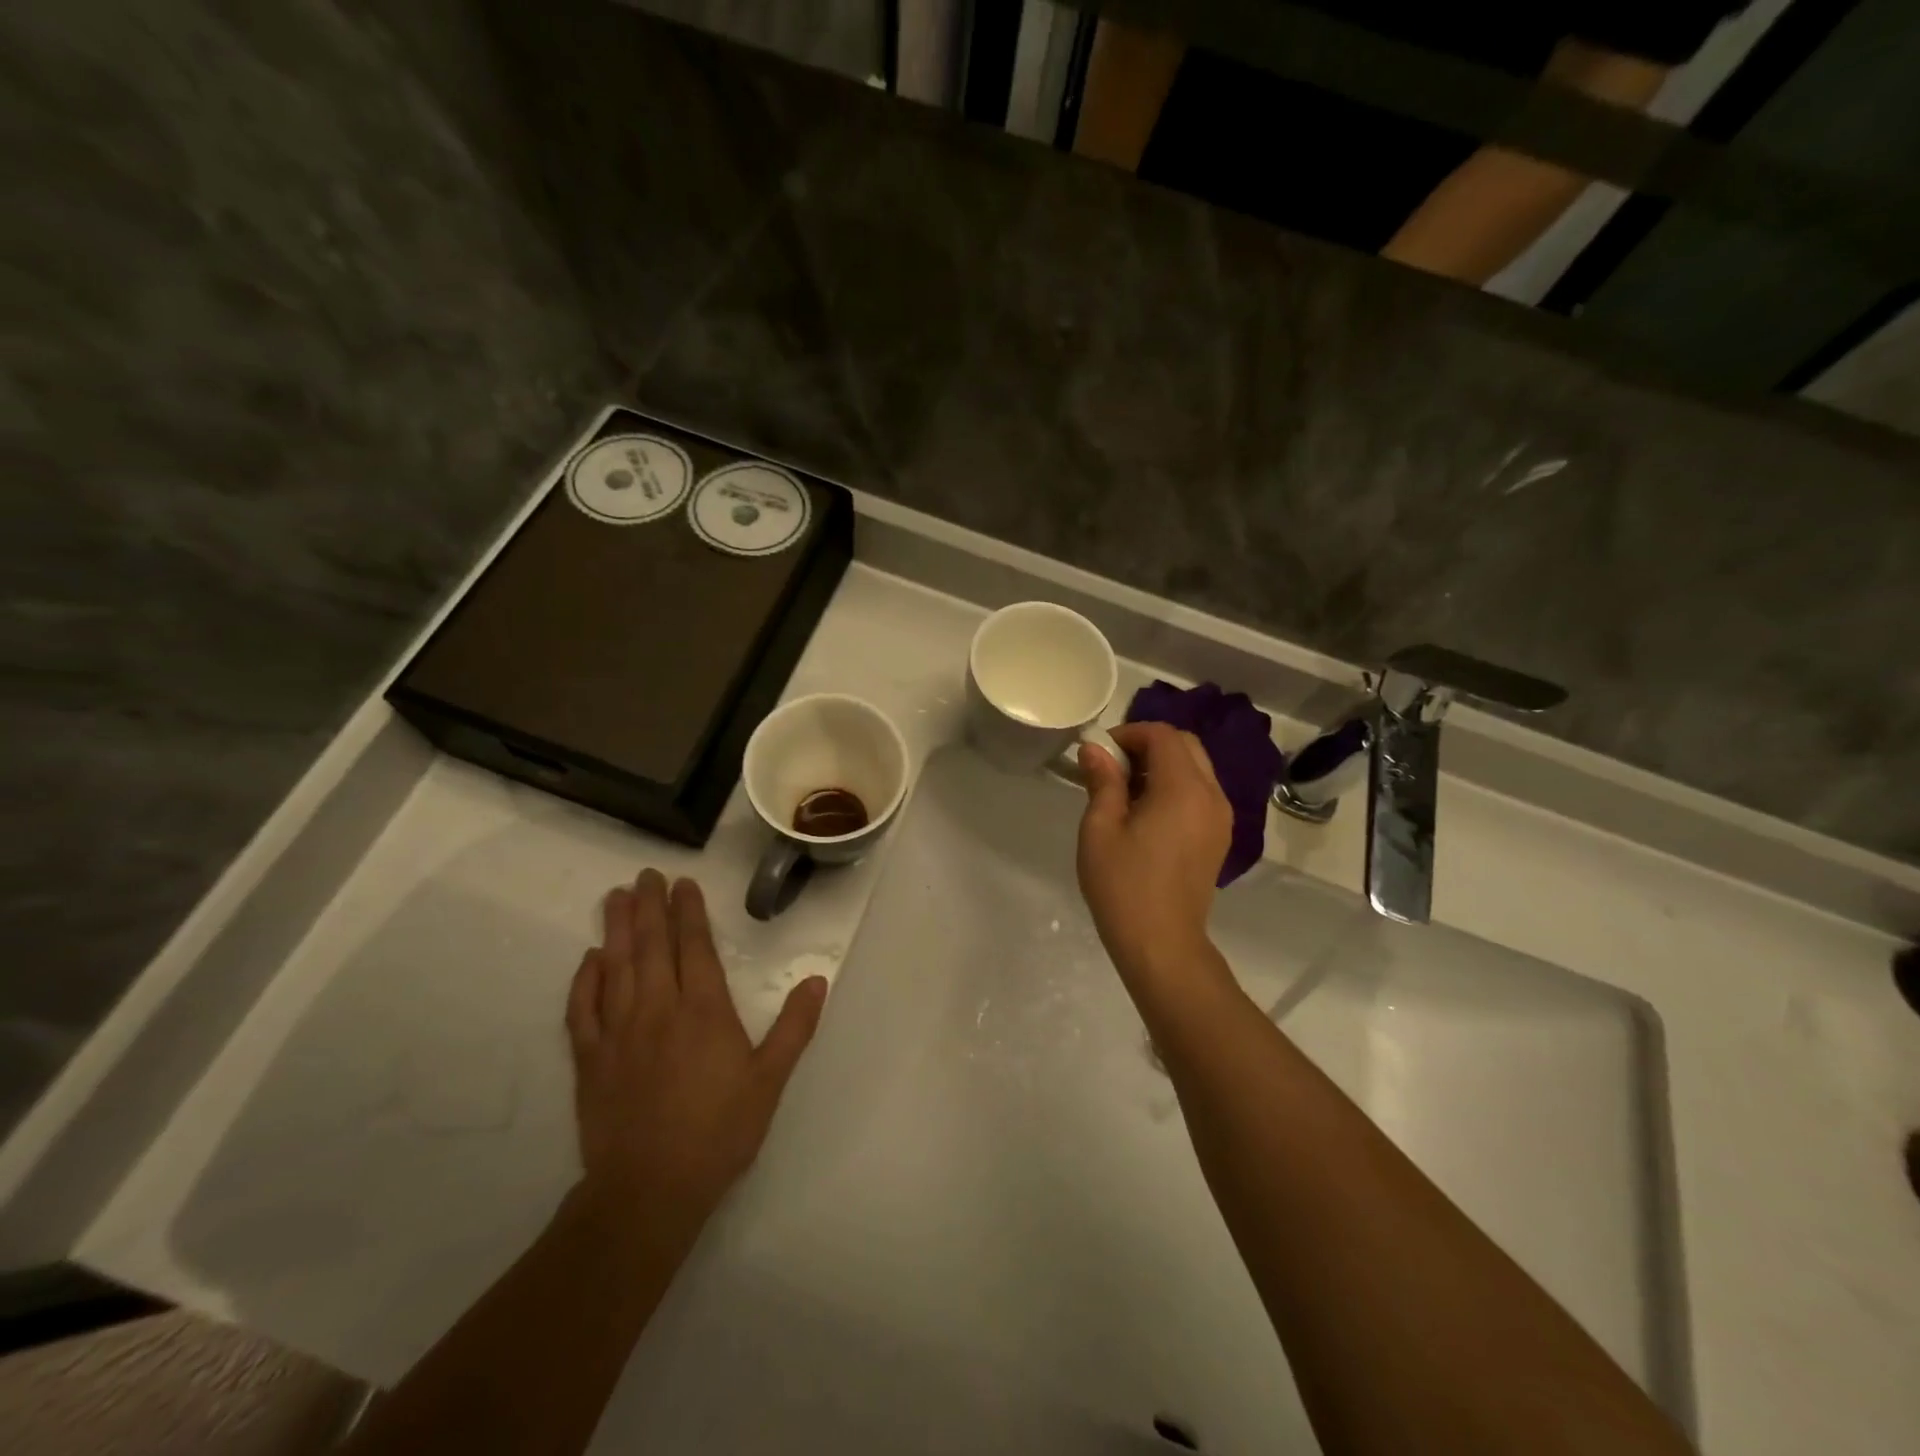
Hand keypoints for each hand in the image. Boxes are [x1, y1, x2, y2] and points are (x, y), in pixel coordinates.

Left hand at [565, 871, 826, 1233]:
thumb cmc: (719, 1131)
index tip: (684, 883)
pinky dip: (584, 980)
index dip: (690, 912)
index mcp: (704, 1011)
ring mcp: (618, 1033)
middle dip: (651, 907)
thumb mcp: (770, 1080)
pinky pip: (582, 1010)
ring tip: (616, 897)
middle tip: (646, 875)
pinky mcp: (590, 1060)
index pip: (696, 948)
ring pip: (616, 967)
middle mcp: (658, 1010)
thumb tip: (817, 980)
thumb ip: (795, 1027)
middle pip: (653, 947)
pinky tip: (589, 959)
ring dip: (617, 929)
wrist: (649, 1190)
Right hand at [1076, 722, 1233, 984]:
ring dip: (1163, 765)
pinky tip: (1148, 813)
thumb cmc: (1123, 886)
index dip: (1129, 733)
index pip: (1162, 735)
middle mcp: (1211, 795)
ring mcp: (1221, 817)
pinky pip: (1201, 792)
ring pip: (1196, 767)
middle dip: (1148, 745)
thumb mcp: (1100, 830)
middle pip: (1185, 745)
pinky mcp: (1220, 836)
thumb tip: (1095, 748)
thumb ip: (1102, 782)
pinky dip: (1176, 786)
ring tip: (1126, 791)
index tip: (1100, 753)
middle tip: (1112, 767)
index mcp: (1183, 789)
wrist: (1162, 944)